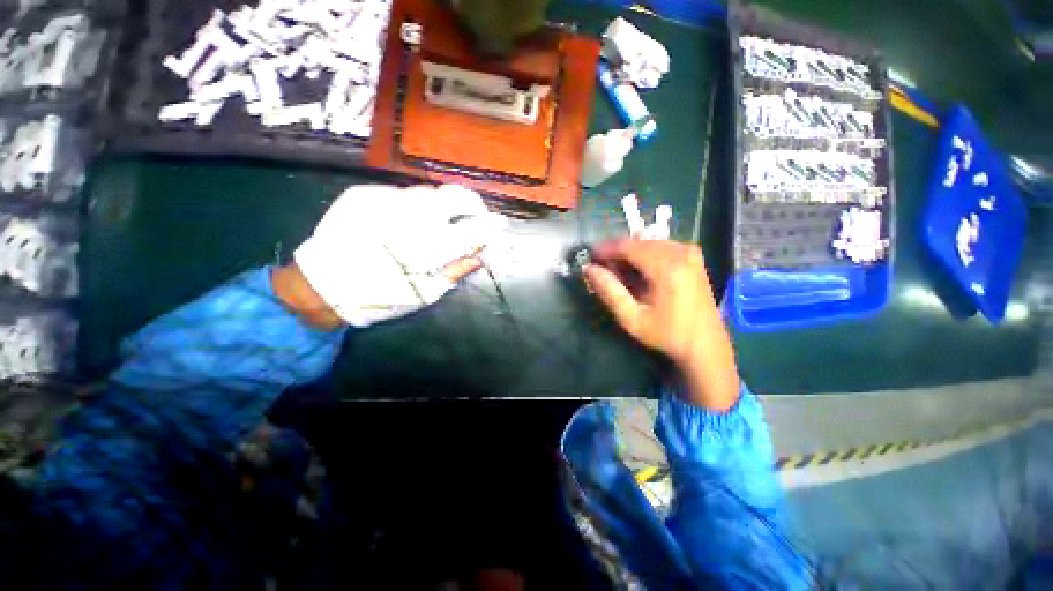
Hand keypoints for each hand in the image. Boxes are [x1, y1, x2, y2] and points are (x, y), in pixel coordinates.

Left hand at [293, 184, 506, 326]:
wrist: (321, 285)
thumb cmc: (379, 298)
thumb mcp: (425, 294)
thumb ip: (456, 270)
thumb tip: (480, 255)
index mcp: (428, 249)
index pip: (473, 230)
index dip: (491, 227)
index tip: (501, 225)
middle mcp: (410, 217)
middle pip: (455, 196)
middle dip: (473, 204)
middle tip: (477, 214)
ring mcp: (385, 200)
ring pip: (429, 192)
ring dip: (443, 205)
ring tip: (441, 220)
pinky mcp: (364, 193)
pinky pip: (401, 193)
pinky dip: (413, 206)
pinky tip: (405, 221)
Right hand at [585, 240, 738, 410]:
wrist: (706, 345)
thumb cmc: (667, 334)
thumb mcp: (632, 318)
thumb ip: (609, 291)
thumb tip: (589, 269)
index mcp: (667, 267)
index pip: (628, 246)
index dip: (606, 249)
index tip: (590, 257)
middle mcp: (681, 252)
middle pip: (638, 242)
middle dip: (617, 252)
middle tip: (602, 268)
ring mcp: (690, 252)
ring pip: (649, 243)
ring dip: (630, 254)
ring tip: (617, 272)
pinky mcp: (694, 257)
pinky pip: (661, 247)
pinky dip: (644, 255)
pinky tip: (638, 272)